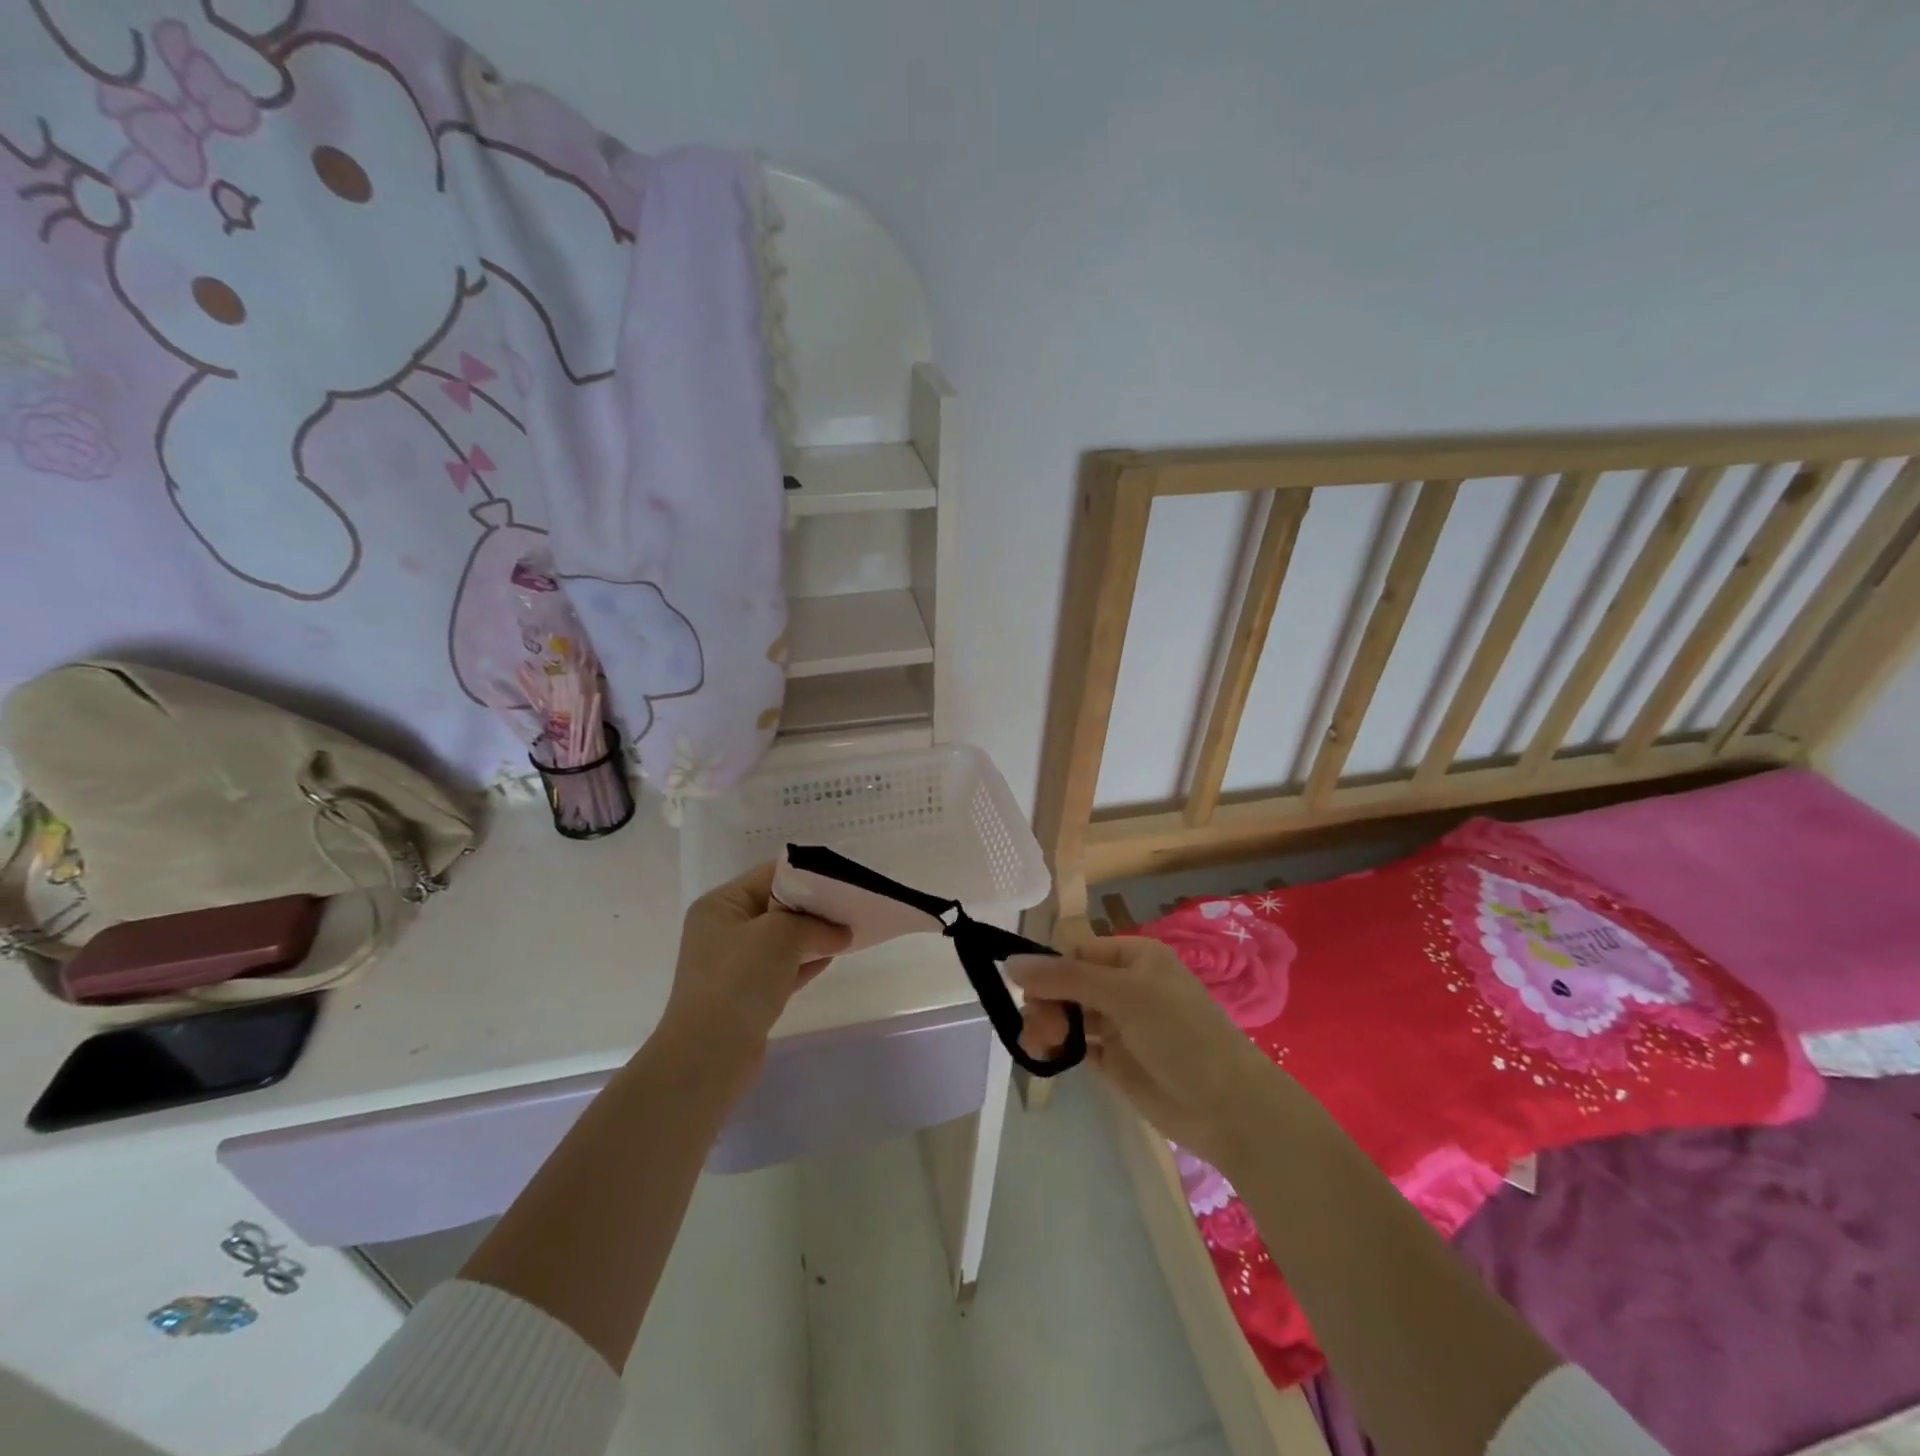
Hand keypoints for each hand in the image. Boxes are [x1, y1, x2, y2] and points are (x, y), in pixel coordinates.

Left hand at [661, 863, 850, 1077]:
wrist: (709, 1055)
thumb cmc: (739, 979)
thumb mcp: (781, 935)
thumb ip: (815, 925)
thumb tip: (843, 932)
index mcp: (721, 905)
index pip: (770, 875)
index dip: (808, 873)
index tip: (845, 875)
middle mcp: (724, 930)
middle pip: (778, 906)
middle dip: (815, 906)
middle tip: (853, 903)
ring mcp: (735, 964)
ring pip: (783, 939)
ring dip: (814, 935)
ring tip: (851, 928)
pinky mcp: (749, 994)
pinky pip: (784, 967)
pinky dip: (807, 961)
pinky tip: (835, 955)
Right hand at [1012, 936, 1282, 1174]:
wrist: (1227, 1107)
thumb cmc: (1180, 1034)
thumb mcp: (1123, 995)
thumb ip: (1066, 978)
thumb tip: (1011, 963)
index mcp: (1133, 957)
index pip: (1077, 951)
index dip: (1049, 968)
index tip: (1026, 989)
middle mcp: (1125, 986)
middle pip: (1068, 983)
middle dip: (1046, 1001)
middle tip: (1038, 1027)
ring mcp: (1120, 1025)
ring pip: (1069, 1015)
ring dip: (1047, 1025)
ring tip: (1039, 1045)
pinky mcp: (1116, 1060)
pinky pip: (1077, 1045)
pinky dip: (1059, 1048)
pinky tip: (1046, 1057)